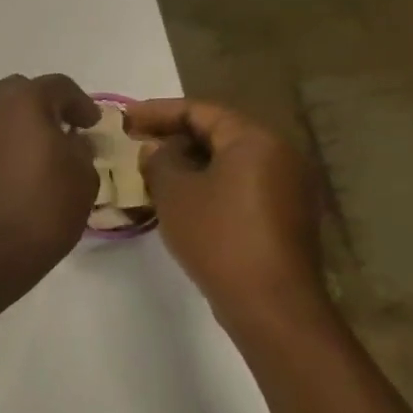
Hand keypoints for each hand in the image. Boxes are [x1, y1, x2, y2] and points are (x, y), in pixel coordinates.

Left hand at [0, 74, 100, 290]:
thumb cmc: (43, 209)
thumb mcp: (83, 177)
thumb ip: (80, 148)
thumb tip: (71, 141)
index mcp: (23, 101)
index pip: (58, 87)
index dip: (80, 104)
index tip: (91, 124)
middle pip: (20, 93)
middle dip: (44, 106)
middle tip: (63, 130)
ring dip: (18, 124)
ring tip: (38, 150)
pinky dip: (0, 144)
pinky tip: (14, 169)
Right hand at [124, 98, 328, 327]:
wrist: (270, 301)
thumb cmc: (218, 236)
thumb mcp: (175, 193)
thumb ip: (160, 161)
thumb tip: (157, 149)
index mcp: (254, 140)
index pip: (201, 111)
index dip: (158, 111)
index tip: (125, 117)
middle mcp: (279, 154)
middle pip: (219, 133)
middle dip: (174, 136)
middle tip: (136, 143)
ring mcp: (287, 186)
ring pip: (229, 161)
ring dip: (190, 162)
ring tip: (152, 171)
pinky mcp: (285, 215)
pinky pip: (240, 185)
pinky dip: (209, 183)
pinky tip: (181, 199)